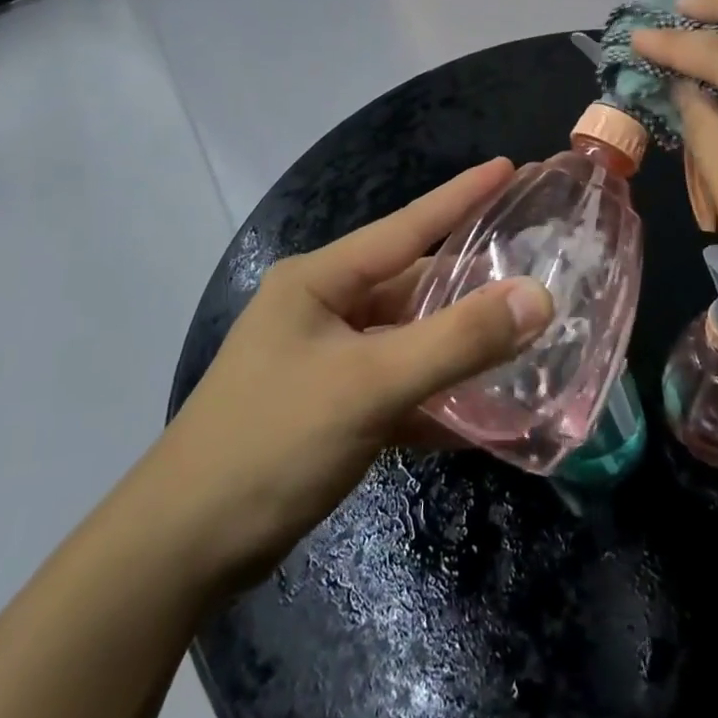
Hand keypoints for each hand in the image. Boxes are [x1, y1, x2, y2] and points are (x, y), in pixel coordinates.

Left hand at [157, 158, 552, 595]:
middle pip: (412, 285)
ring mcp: (325, 360)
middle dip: (471, 281)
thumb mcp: (369, 385)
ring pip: (408, 339)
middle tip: (536, 266)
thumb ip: (456, 340)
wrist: (179, 552)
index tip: (509, 166)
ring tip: (524, 334)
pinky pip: (397, 386)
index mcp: (321, 281)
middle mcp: (324, 309)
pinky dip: (435, 396)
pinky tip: (481, 412)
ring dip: (458, 345)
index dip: (461, 195)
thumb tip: (538, 296)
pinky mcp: (330, 407)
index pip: (406, 225)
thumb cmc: (271, 443)